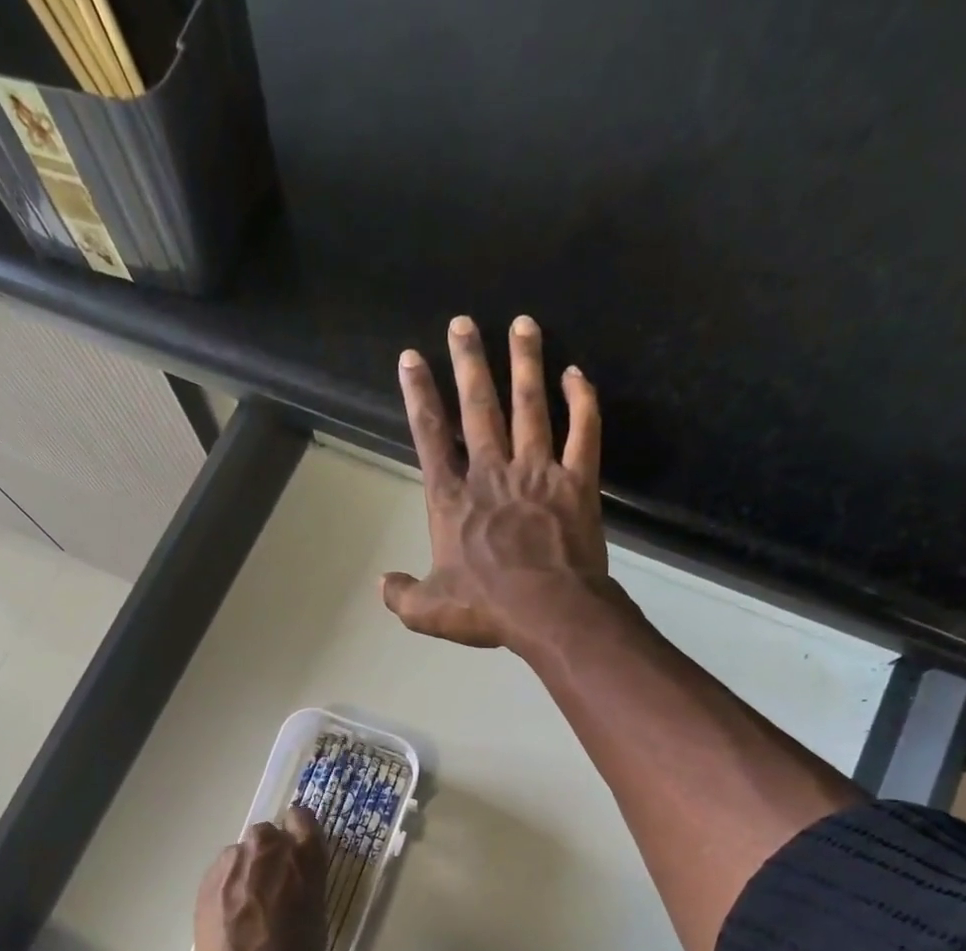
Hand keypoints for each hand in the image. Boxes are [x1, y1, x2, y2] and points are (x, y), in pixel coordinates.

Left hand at [174, 807, 327, 950]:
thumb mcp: (317, 918)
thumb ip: (307, 884)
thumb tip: (297, 876)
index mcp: (303, 856)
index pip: (302, 818)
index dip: (300, 832)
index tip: (299, 850)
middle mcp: (267, 848)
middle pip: (268, 835)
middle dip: (270, 853)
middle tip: (273, 887)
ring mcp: (233, 861)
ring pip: (242, 854)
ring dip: (247, 870)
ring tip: (247, 907)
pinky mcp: (208, 878)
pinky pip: (223, 872)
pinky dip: (228, 886)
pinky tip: (230, 917)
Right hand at [383, 315, 615, 651]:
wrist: (550, 611)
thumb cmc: (486, 609)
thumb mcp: (428, 611)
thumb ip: (401, 595)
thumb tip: (382, 584)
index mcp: (452, 500)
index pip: (430, 437)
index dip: (419, 395)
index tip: (411, 358)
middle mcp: (492, 473)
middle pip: (478, 408)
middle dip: (468, 362)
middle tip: (463, 323)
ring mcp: (538, 473)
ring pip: (530, 406)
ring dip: (525, 363)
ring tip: (523, 324)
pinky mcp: (577, 482)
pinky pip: (584, 432)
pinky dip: (582, 401)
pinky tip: (577, 374)